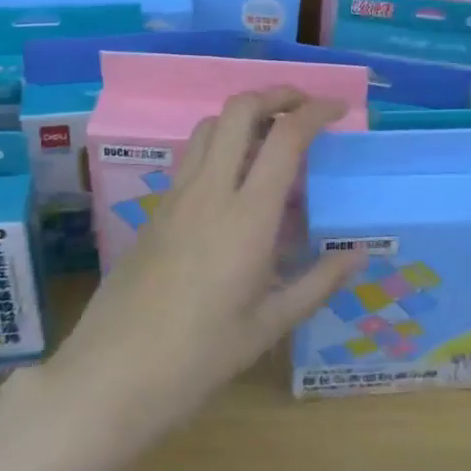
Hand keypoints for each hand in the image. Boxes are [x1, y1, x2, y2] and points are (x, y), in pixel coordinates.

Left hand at [47, 90, 363, 444]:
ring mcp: (177, 196)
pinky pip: (192, 155)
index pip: (285, 138)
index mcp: (247, 217)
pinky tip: (235, 178)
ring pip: (209, 125)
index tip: (339, 110)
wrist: (110, 376)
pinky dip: (220, 142)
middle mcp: (210, 190)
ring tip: (271, 134)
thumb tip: (359, 254)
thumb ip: (318, 283)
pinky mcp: (157, 209)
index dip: (316, 112)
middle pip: (239, 109)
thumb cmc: (198, 357)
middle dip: (276, 94)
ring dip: (244, 114)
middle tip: (304, 106)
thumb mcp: (268, 326)